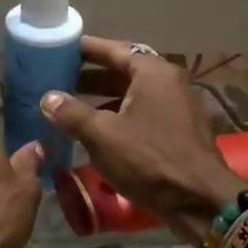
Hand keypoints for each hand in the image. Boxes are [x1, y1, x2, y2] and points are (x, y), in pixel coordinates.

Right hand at [40, 38, 245, 242]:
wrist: (199, 201)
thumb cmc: (149, 160)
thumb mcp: (102, 135)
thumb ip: (71, 113)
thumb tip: (48, 98)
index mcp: (152, 72)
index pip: (112, 49)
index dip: (84, 49)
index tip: (58, 46)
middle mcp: (168, 81)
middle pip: (122, 71)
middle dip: (89, 76)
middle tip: (56, 78)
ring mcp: (176, 106)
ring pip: (131, 94)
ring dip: (101, 99)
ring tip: (68, 106)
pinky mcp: (177, 130)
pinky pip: (141, 113)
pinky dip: (117, 116)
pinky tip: (94, 130)